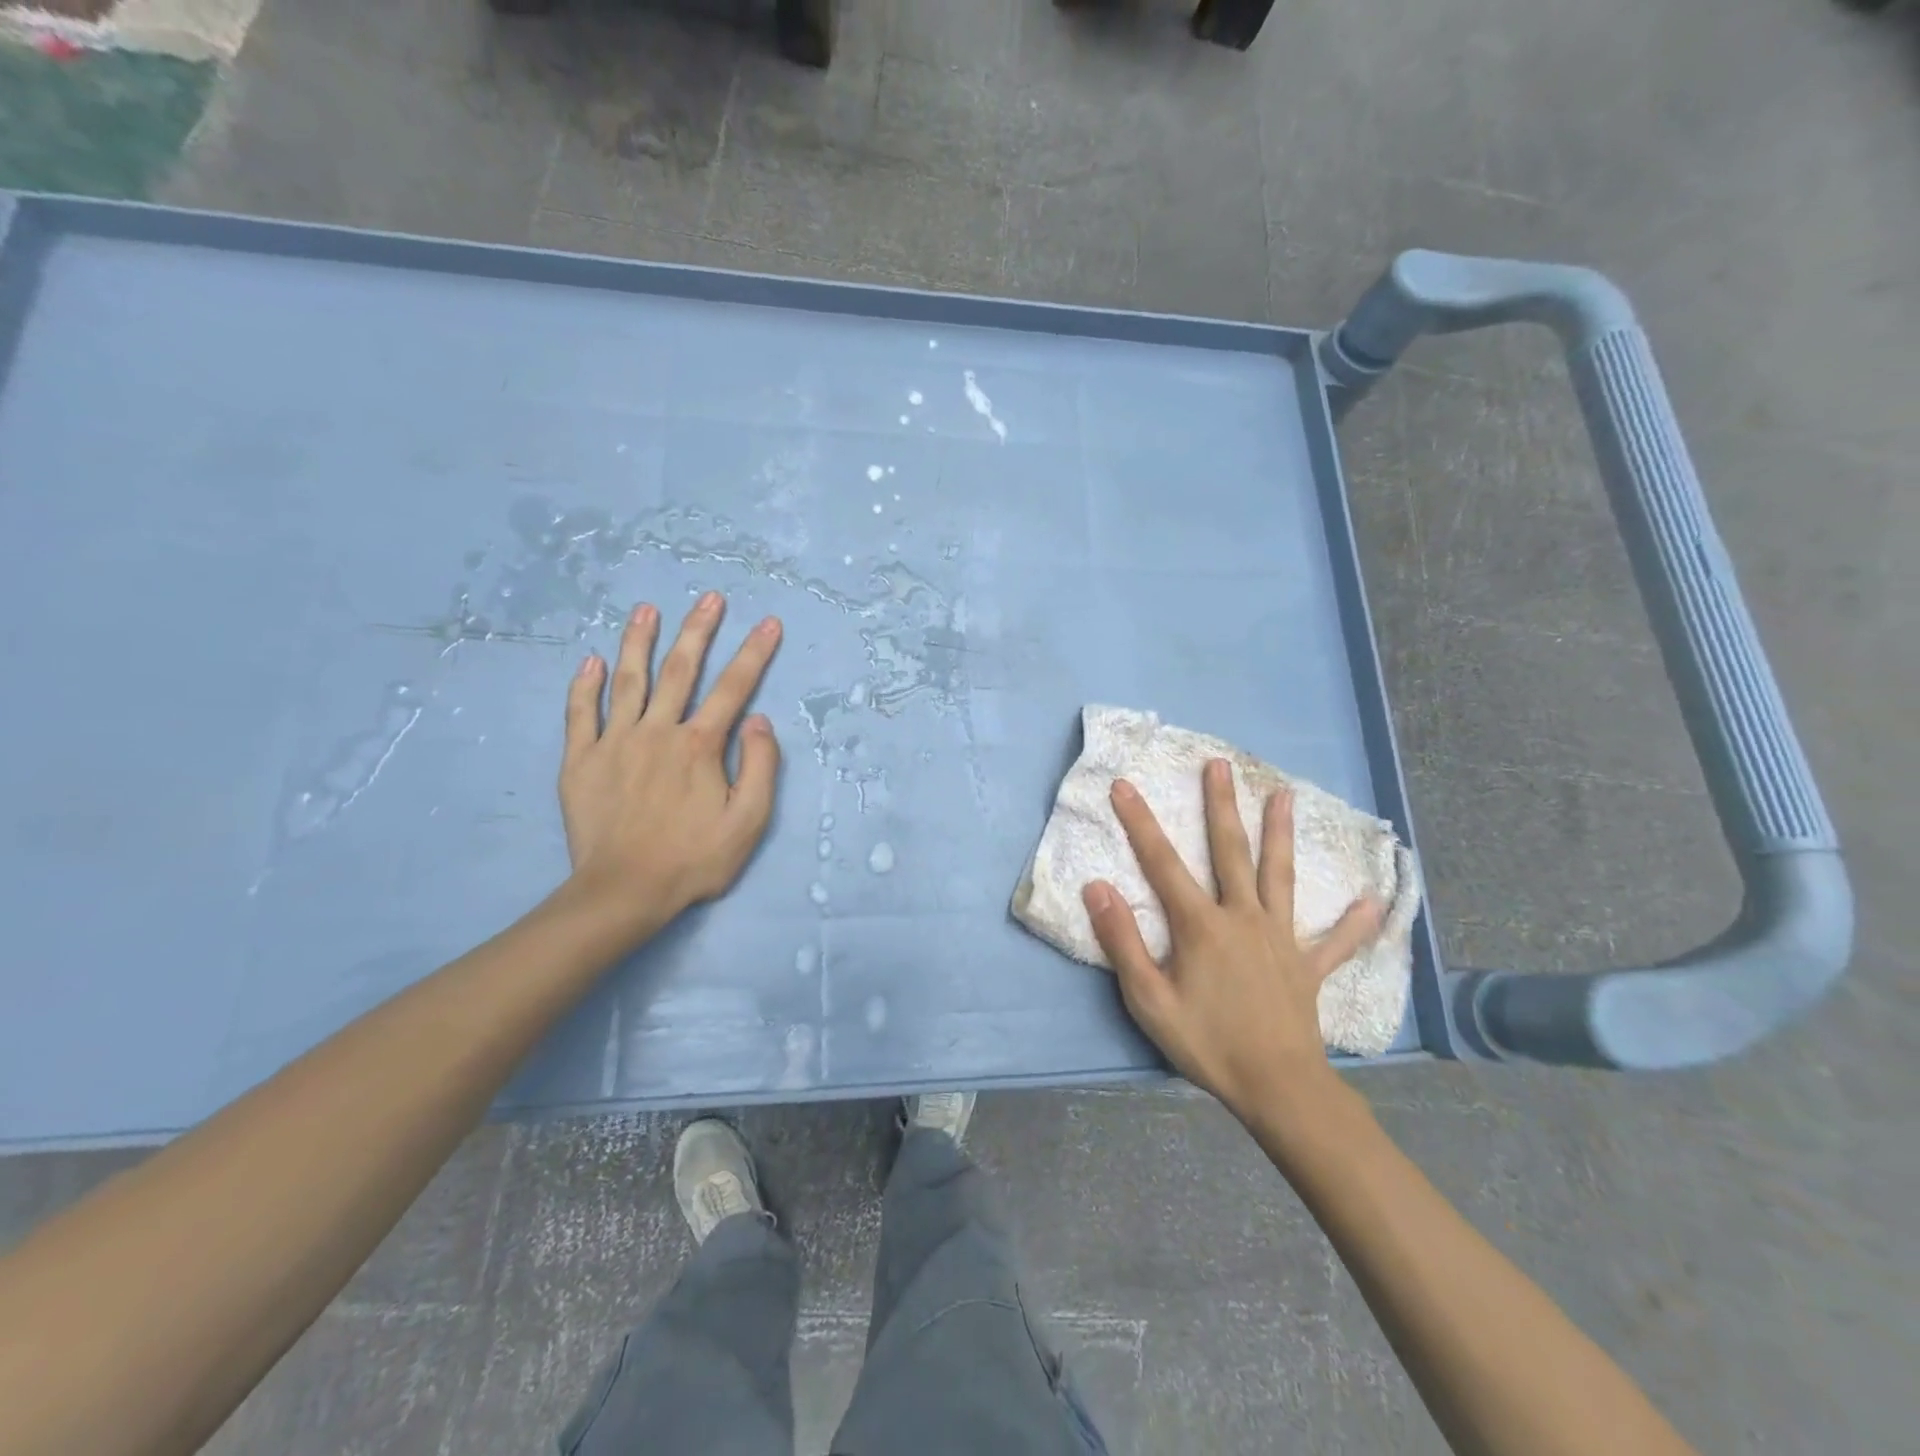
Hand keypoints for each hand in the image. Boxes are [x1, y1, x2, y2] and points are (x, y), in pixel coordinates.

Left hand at [559, 593, 782, 943]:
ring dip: (639, 641)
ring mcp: (615, 742)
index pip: (734, 688)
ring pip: (628, 680)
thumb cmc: (694, 859)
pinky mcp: (581, 760)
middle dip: (698, 630)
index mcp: (700, 746)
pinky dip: (585, 685)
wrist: (624, 891)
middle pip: (679, 670)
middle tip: (709, 598)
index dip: (754, 653)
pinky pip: (581, 713)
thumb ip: (760, 767)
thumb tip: (759, 721)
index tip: (769, 622)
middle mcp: (657, 731)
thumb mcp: (749, 822)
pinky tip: (591, 659)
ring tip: (646, 609)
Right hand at [1081, 759, 1382, 1125]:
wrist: (1277, 1088)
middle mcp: (1243, 917)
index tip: (1124, 785)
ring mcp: (1280, 938)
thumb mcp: (1148, 998)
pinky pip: (1334, 941)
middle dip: (1221, 805)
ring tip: (1286, 795)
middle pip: (1230, 851)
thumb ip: (1122, 940)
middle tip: (1218, 765)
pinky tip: (1372, 902)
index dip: (1140, 822)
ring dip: (1280, 834)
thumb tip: (1097, 886)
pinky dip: (1352, 923)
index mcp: (1201, 925)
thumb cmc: (1207, 1043)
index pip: (1162, 862)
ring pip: (1280, 876)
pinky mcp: (1307, 966)